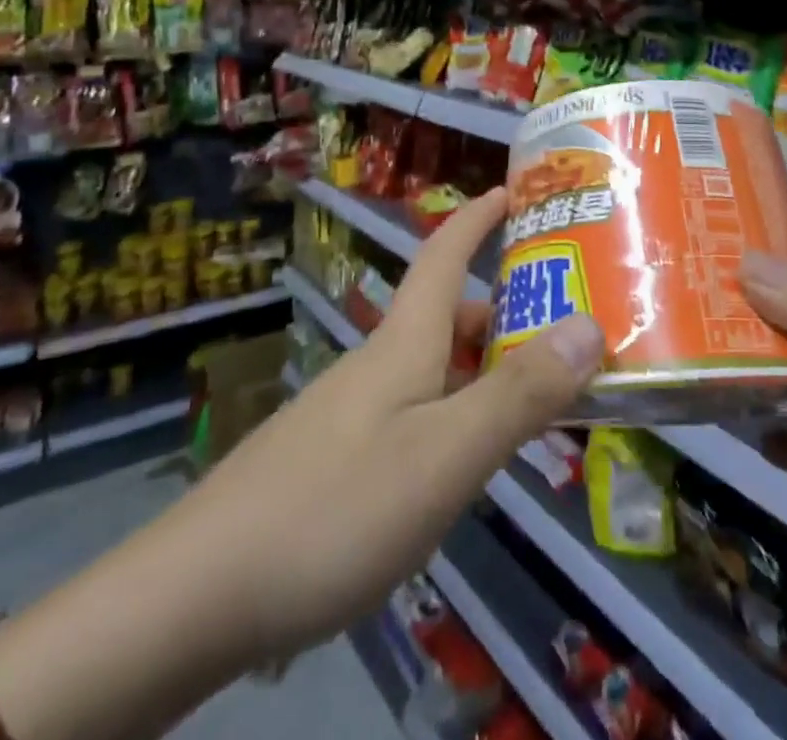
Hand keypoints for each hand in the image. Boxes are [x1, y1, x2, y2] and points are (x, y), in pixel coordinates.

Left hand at [0, 192, 603, 739]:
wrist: (195, 597)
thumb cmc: (335, 507)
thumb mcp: (445, 455)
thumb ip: (519, 394)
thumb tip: (591, 324)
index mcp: (404, 342)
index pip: (444, 252)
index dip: (479, 216)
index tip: (516, 189)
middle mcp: (379, 364)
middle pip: (450, 316)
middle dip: (508, 310)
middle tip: (570, 329)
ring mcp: (352, 413)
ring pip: (435, 371)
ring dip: (487, 370)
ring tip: (538, 401)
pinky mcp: (336, 460)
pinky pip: (416, 414)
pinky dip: (457, 417)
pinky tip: (467, 464)